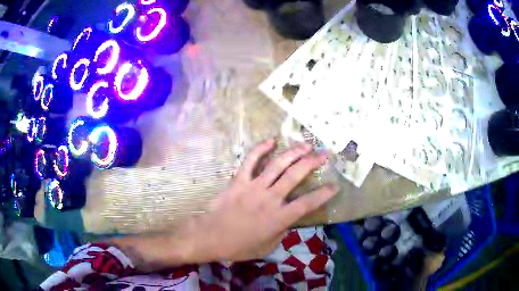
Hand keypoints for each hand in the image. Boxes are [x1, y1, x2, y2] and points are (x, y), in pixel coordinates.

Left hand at [189, 139, 337, 262]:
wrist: (210, 237)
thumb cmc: (239, 247)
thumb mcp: (268, 247)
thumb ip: (282, 231)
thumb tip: (288, 219)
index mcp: (279, 218)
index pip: (308, 203)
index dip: (324, 194)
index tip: (334, 185)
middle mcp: (270, 199)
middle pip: (295, 176)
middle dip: (312, 163)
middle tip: (324, 154)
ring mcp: (253, 187)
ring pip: (277, 165)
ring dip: (293, 153)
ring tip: (305, 145)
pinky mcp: (238, 181)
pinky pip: (250, 161)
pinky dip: (260, 149)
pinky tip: (271, 141)